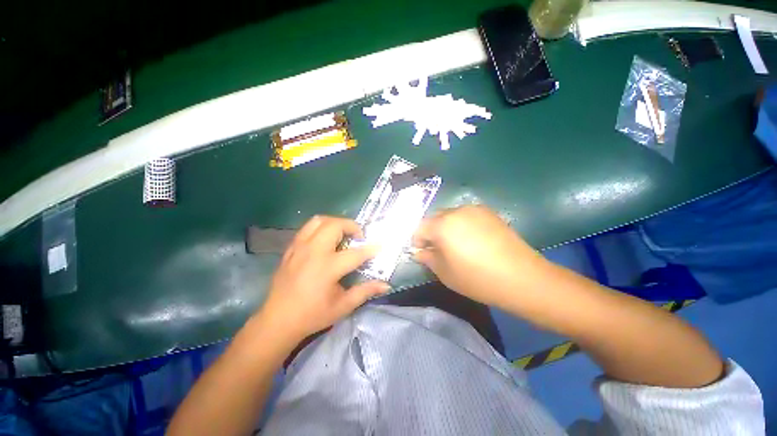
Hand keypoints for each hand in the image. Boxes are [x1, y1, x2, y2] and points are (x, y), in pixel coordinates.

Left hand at [257, 216, 389, 341]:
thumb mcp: (343, 306)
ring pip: (319, 221)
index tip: (380, 246)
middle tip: (358, 237)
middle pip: (335, 225)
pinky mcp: (291, 248)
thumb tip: (386, 284)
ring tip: (342, 234)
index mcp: (327, 268)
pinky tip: (325, 240)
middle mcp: (313, 252)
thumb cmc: (313, 315)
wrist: (278, 320)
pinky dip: (320, 228)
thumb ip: (365, 291)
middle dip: (352, 226)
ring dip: (335, 223)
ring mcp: (299, 247)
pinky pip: (307, 228)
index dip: (370, 249)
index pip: (355, 253)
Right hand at [412, 205, 548, 305]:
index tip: (422, 252)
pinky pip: (466, 215)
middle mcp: (456, 211)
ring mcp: (474, 209)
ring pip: (450, 215)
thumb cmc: (477, 278)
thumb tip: (419, 251)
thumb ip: (427, 258)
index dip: (418, 240)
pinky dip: (462, 225)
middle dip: (432, 232)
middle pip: (435, 218)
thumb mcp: (445, 273)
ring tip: (457, 245)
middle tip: (439, 249)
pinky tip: (473, 240)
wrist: (521, 278)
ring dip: (447, 227)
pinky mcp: (489, 212)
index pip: (420, 227)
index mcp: (442, 225)